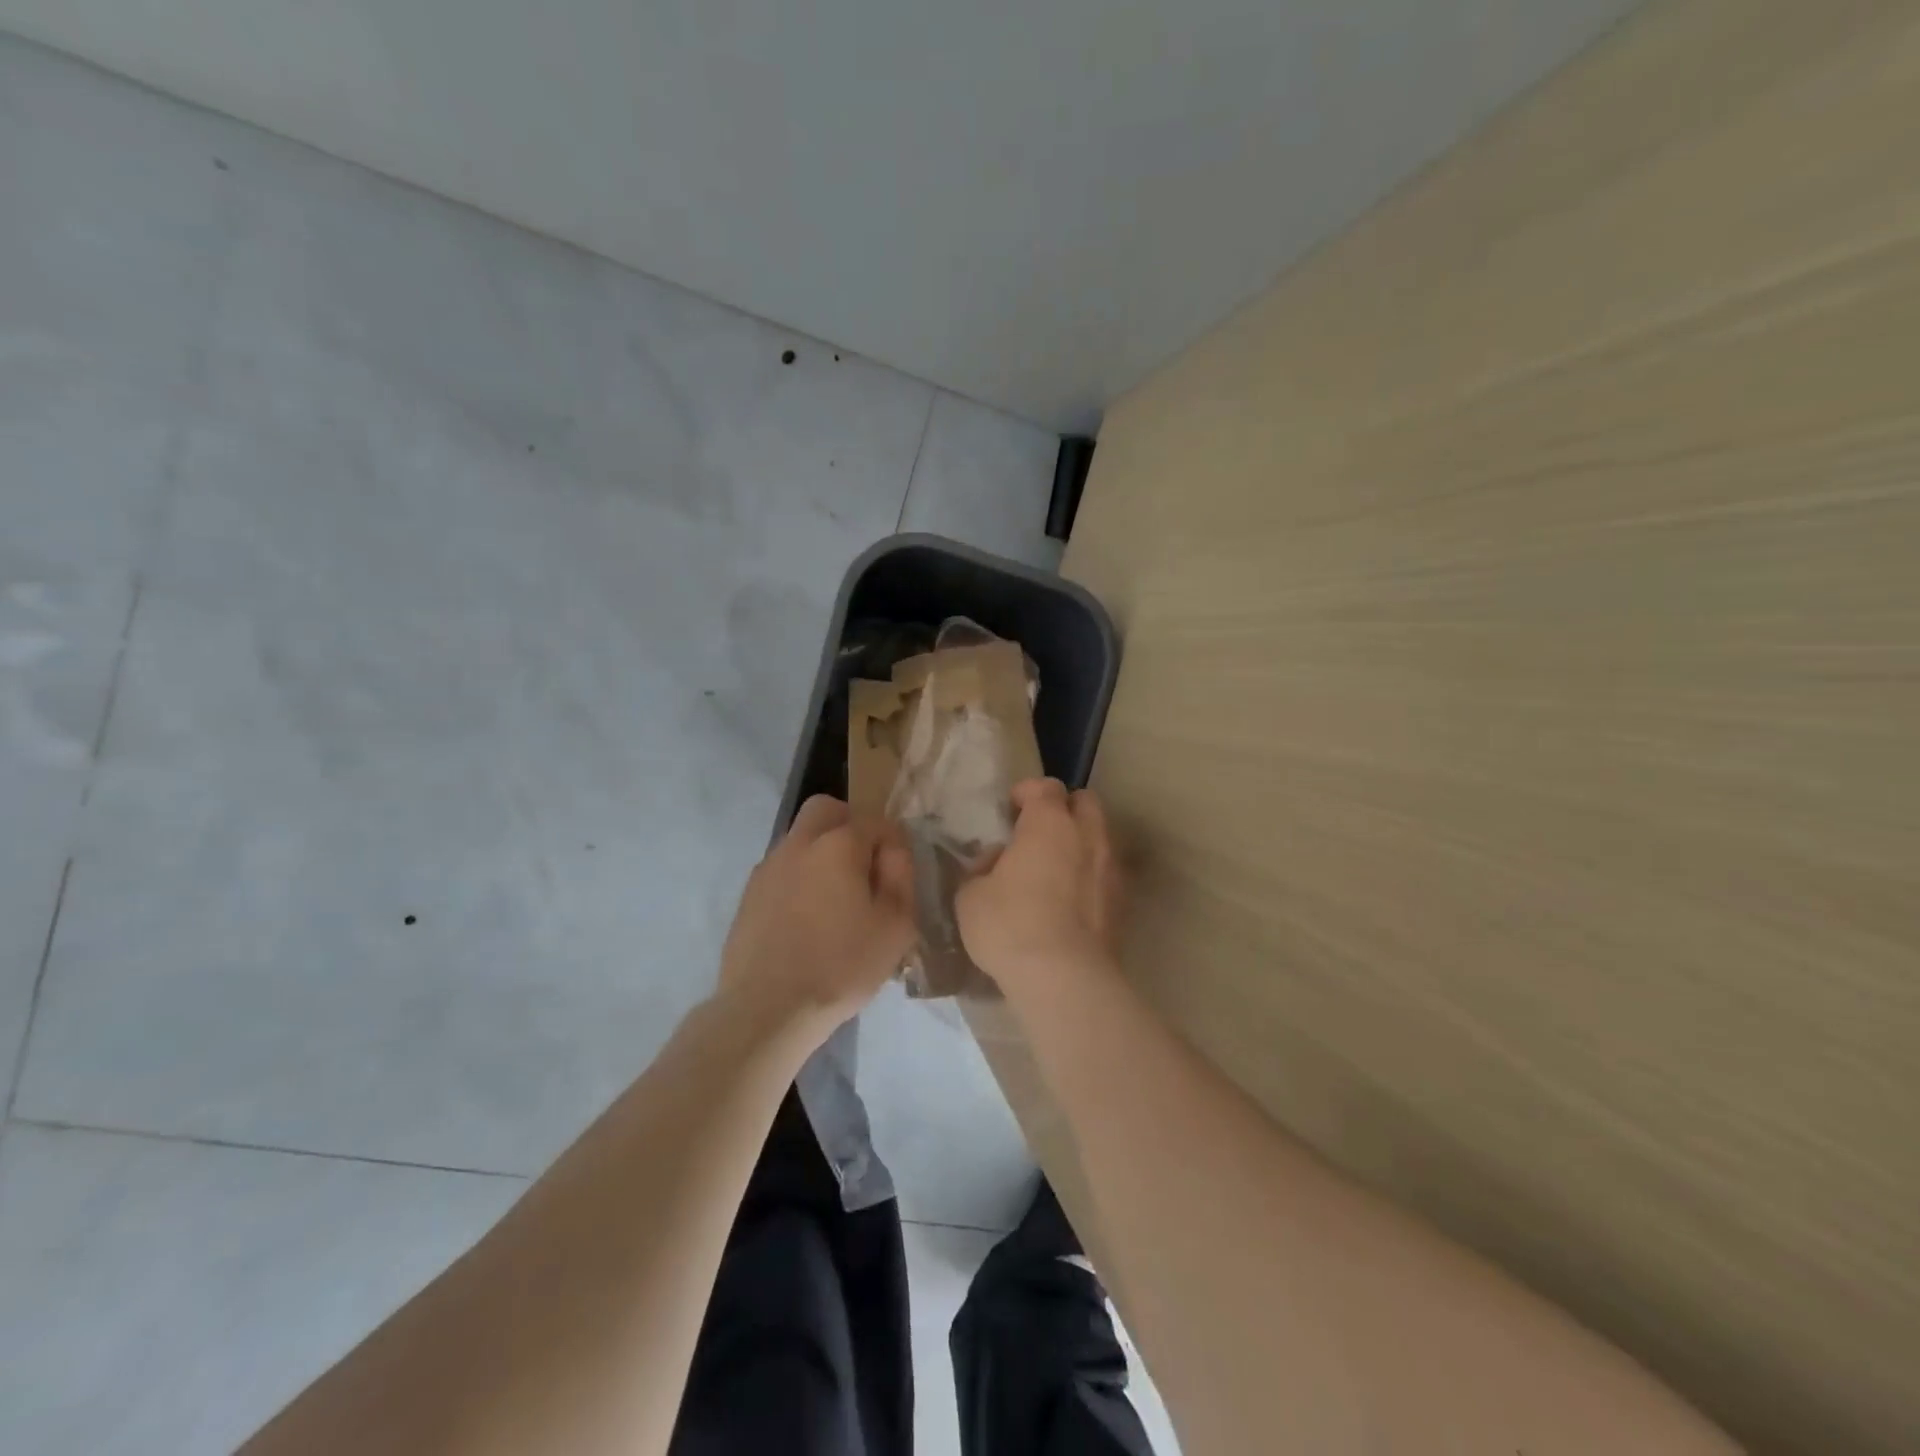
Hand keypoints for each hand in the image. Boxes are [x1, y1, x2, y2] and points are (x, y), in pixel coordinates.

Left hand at [719, 795, 915, 1045]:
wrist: (767, 1008)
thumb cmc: (841, 966)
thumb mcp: (896, 925)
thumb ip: (901, 876)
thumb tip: (893, 850)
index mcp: (838, 844)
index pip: (876, 822)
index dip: (893, 844)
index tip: (897, 877)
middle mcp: (799, 843)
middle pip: (826, 810)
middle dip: (850, 826)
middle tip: (864, 868)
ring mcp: (768, 867)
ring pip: (801, 839)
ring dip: (822, 853)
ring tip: (836, 900)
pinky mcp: (749, 894)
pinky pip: (783, 869)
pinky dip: (800, 879)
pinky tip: (807, 919)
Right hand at [956, 779, 1122, 1002]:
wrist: (1063, 978)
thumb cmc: (1009, 925)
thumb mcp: (971, 895)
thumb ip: (982, 869)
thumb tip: (995, 863)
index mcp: (1049, 823)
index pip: (1045, 787)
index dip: (1026, 793)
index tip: (1010, 810)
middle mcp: (1087, 836)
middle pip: (1085, 802)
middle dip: (1064, 809)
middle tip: (1038, 832)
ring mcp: (1111, 869)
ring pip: (1100, 837)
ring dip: (1080, 843)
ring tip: (1055, 868)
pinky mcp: (1122, 903)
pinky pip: (1106, 873)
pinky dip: (1090, 876)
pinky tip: (1070, 900)